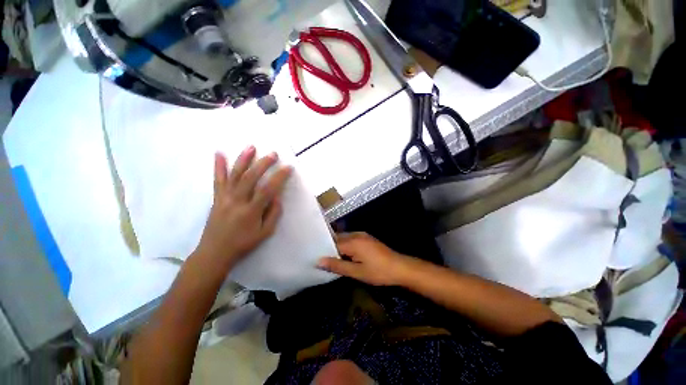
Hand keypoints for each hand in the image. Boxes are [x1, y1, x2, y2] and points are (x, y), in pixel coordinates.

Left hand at [195, 146, 291, 270]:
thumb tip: (277, 196)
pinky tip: (219, 153)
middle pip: (251, 177)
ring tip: (251, 147)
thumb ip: (273, 213)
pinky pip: (218, 179)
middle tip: (274, 154)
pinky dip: (218, 166)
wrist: (215, 252)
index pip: (268, 189)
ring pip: (235, 175)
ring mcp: (225, 197)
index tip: (288, 168)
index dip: (279, 177)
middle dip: (264, 163)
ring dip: (244, 159)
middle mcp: (237, 201)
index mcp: (251, 211)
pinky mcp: (217, 197)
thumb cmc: (244, 243)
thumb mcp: (265, 233)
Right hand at [317, 232, 417, 285]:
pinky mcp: (367, 238)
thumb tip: (319, 261)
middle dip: (330, 247)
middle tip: (322, 259)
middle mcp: (356, 234)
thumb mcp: (356, 272)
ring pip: (344, 238)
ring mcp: (362, 235)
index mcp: (352, 241)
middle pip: (338, 238)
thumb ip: (337, 265)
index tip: (316, 257)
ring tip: (331, 258)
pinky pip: (351, 239)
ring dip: (338, 247)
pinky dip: (346, 246)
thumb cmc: (378, 272)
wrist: (400, 267)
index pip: (332, 243)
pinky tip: (345, 255)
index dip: (324, 250)